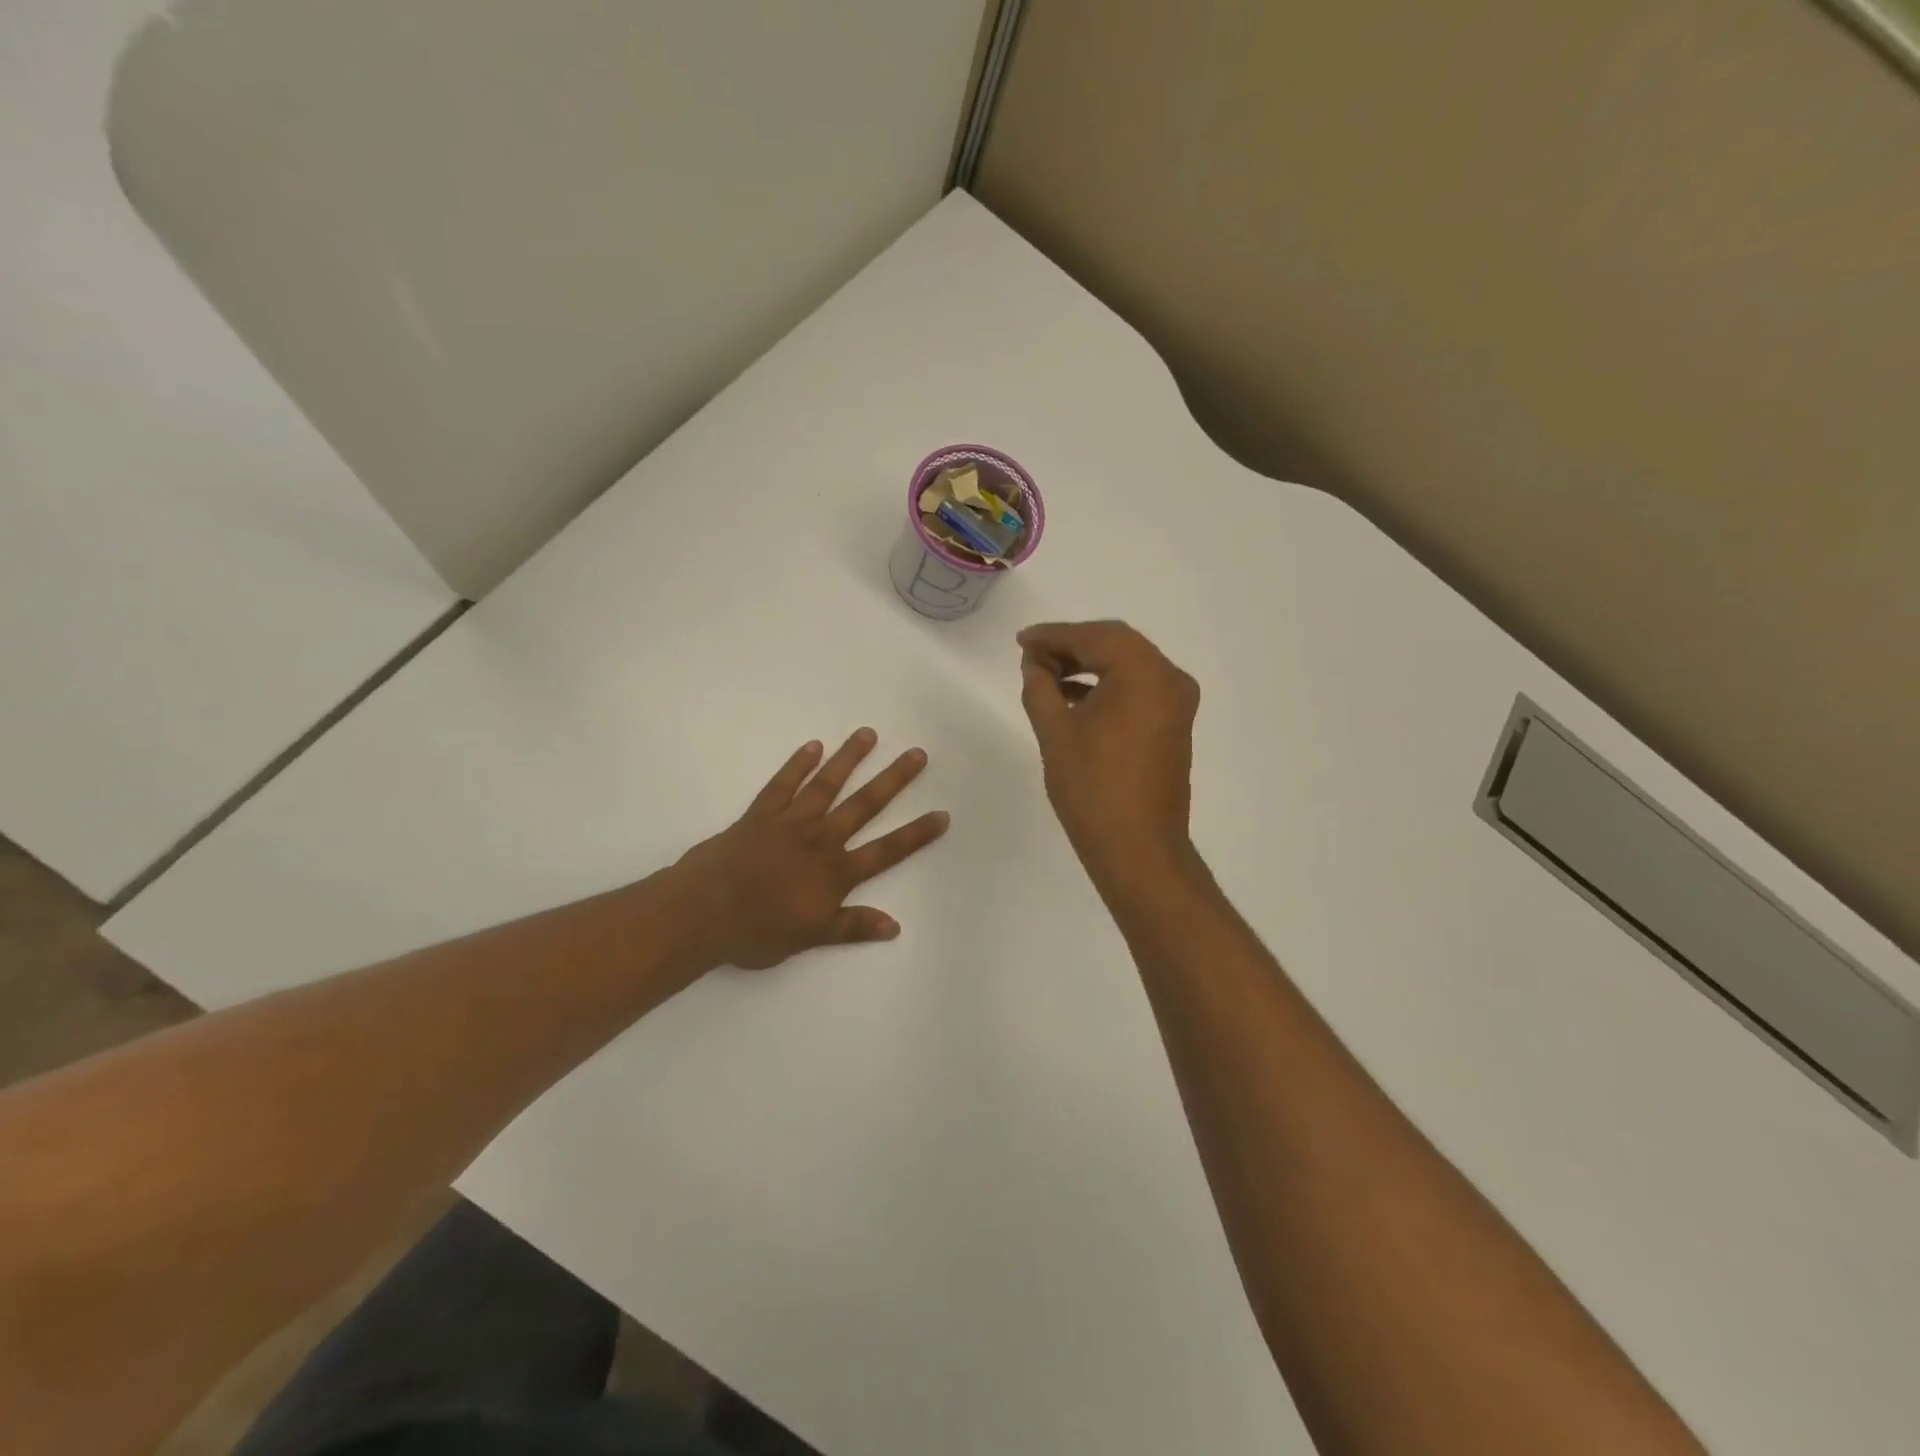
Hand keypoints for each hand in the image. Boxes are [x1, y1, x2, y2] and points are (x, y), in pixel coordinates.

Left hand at [671, 729, 949, 969]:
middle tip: (917, 754)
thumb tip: (895, 926)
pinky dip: (798, 765)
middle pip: (864, 805)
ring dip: (849, 759)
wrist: (702, 913)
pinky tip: (814, 746)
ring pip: (827, 785)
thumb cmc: (756, 931)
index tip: (941, 815)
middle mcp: (820, 839)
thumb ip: (851, 926)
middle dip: (893, 780)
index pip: (886, 851)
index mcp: (835, 873)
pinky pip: (782, 784)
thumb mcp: (810, 937)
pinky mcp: (760, 814)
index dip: (916, 834)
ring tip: (868, 734)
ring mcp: (790, 822)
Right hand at [1018, 621, 1200, 891]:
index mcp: (1144, 673)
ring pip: (1127, 666)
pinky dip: (1107, 686)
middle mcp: (1169, 678)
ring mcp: (1177, 703)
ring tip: (1045, 677)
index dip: (1054, 635)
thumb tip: (1034, 664)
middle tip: (1031, 654)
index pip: (1094, 637)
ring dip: (1088, 665)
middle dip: (1071, 646)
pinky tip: (1072, 698)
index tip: (1022, 640)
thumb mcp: (1055, 732)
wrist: (1138, 848)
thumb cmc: (1092, 787)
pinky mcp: (1174, 725)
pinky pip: (1138, 689)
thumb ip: (1040, 687)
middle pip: (1116, 645)